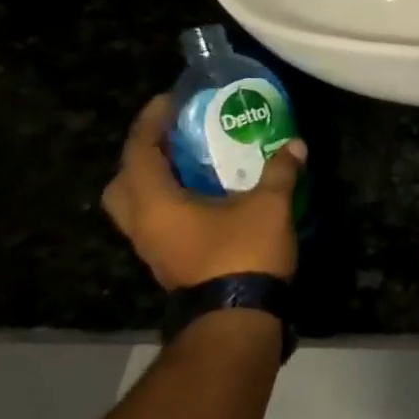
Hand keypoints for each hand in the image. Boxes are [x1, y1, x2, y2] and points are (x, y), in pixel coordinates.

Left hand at [102, 94, 305, 289]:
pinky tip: (206, 199)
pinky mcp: (170, 264)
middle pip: (123, 184)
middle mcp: (143, 225)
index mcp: (155, 203)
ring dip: (156, 184)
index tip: (168, 102)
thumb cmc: (243, 252)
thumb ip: (279, 172)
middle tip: (172, 142)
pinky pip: (158, 224)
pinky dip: (172, 205)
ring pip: (138, 208)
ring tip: (191, 168)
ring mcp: (153, 249)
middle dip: (141, 158)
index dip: (150, 123)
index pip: (139, 152)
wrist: (237, 316)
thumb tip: (295, 145)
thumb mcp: (269, 205)